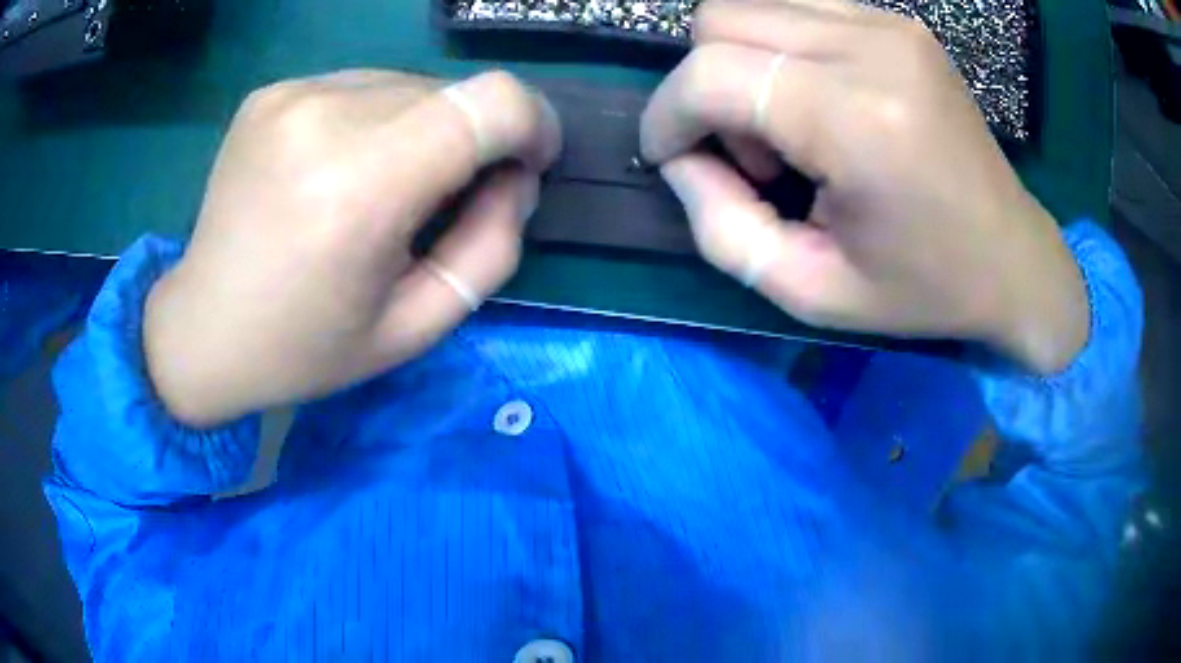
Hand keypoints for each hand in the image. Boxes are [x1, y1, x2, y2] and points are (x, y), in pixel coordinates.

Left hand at [144, 70, 560, 427]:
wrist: (202, 330)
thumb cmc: (306, 347)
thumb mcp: (417, 327)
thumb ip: (491, 247)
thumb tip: (515, 175)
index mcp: (361, 188)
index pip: (493, 102)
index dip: (532, 124)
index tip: (525, 164)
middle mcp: (324, 118)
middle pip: (451, 92)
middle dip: (469, 139)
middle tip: (435, 202)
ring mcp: (291, 96)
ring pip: (407, 83)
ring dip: (419, 129)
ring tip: (375, 189)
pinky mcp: (271, 92)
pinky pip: (359, 86)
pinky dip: (372, 121)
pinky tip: (335, 170)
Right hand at [641, 0, 1088, 372]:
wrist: (1012, 258)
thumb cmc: (923, 288)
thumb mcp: (811, 291)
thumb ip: (721, 228)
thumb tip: (678, 160)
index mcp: (860, 121)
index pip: (713, 74)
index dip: (667, 114)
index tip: (668, 157)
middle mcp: (874, 49)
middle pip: (721, 18)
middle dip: (704, 84)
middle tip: (748, 150)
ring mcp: (890, 25)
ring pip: (752, 3)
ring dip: (740, 62)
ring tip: (786, 125)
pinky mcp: (898, 23)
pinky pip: (797, 8)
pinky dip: (779, 49)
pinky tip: (815, 100)